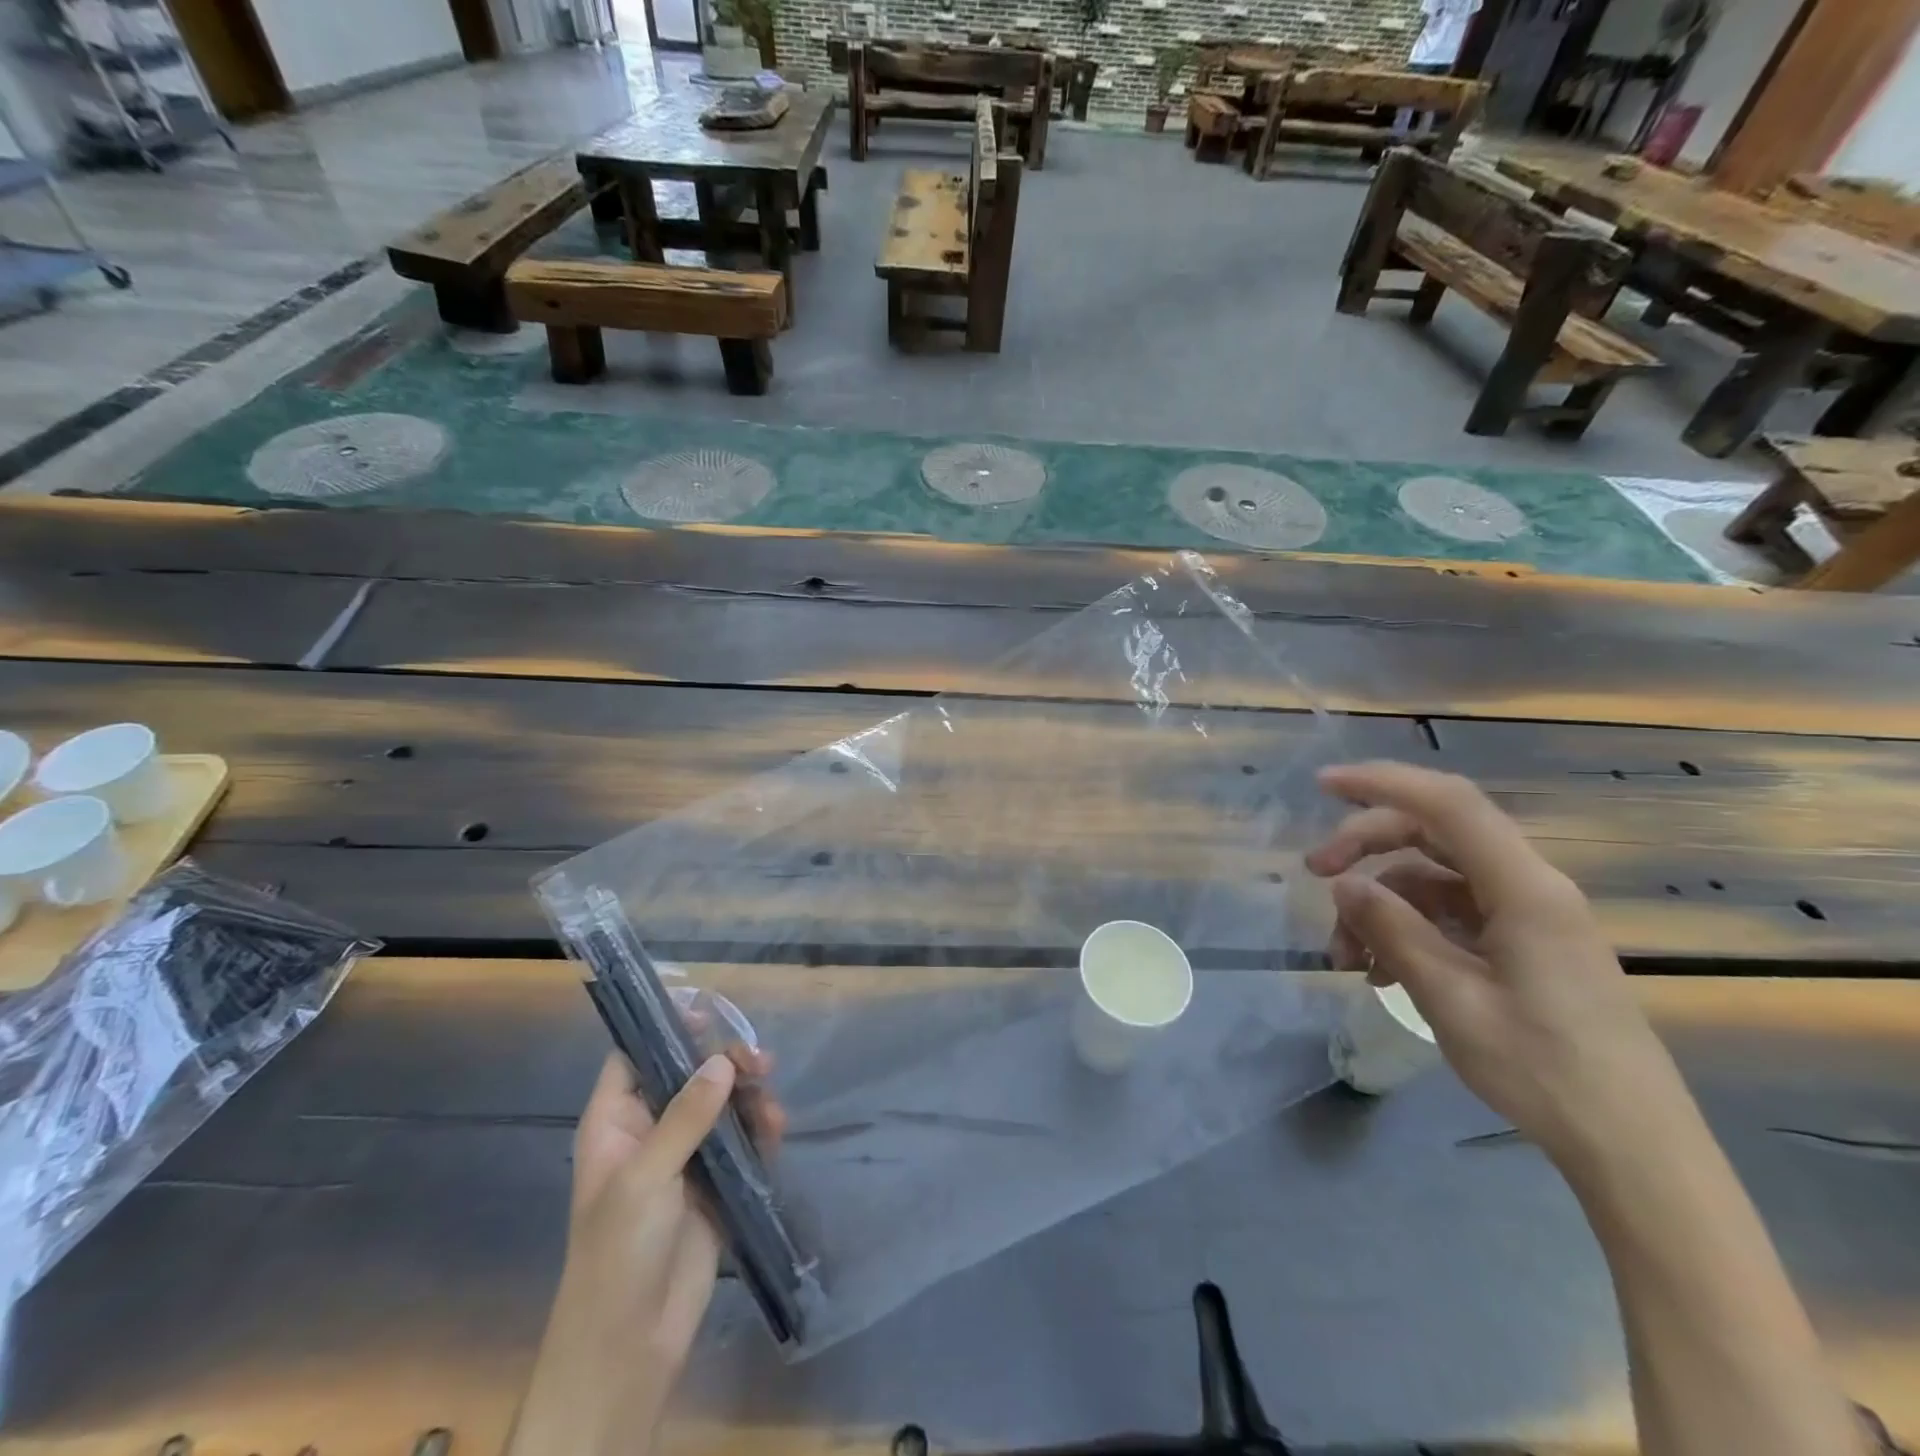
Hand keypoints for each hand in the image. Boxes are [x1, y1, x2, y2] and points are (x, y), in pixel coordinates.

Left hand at [508, 1045, 781, 1455]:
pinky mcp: (714, 1184)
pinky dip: (759, 1128)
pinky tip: (777, 1128)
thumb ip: (686, 1116)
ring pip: (721, 1105)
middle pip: (689, 1075)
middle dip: (724, 1063)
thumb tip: (721, 1061)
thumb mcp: (645, 1177)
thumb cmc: (619, 1252)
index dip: (665, 1030)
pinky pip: (740, 1141)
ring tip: (771, 1107)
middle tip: (758, 1060)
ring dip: (748, 1096)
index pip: (635, 1058)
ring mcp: (684, 1158)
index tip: (707, 1011)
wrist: (631, 1344)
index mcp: (616, 1123)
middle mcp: (649, 1131)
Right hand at [1305, 761, 1689, 1171]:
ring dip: (1382, 900)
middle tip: (1315, 873)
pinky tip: (1380, 968)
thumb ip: (1394, 931)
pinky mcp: (1523, 943)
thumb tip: (1344, 884)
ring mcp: (1527, 916)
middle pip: (1435, 833)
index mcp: (1524, 890)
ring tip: (1345, 954)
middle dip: (1367, 844)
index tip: (1323, 786)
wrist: (1631, 1146)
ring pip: (1434, 876)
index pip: (1448, 804)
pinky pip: (1450, 912)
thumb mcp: (1451, 999)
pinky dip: (1406, 927)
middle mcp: (1529, 888)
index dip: (1383, 783)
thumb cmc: (1544, 1070)